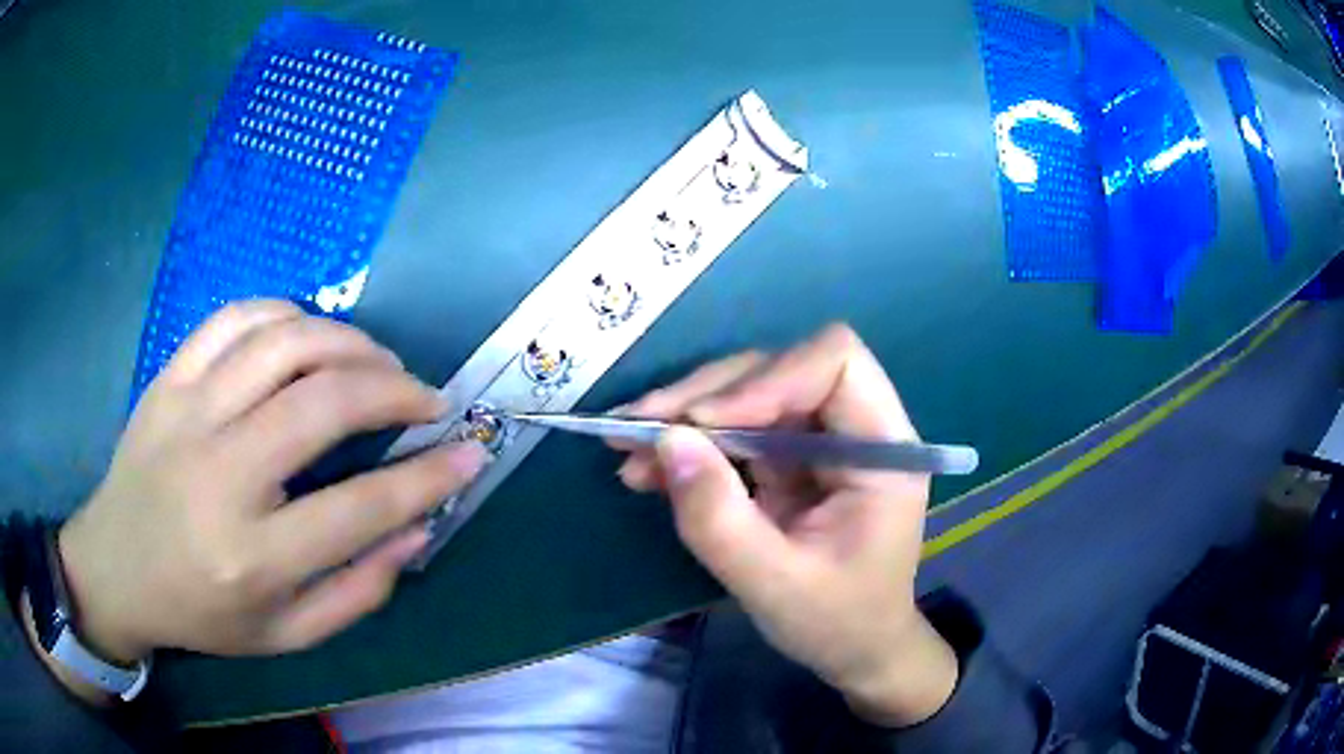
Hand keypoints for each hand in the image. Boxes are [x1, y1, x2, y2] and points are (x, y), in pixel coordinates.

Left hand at [55, 301, 485, 664]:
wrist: (115, 567)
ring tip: (376, 364)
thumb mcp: (286, 635)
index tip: (470, 453)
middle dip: (395, 390)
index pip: (360, 508)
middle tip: (425, 399)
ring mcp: (188, 413)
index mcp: (253, 557)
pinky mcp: (169, 379)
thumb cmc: (202, 612)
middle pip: (324, 402)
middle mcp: (221, 476)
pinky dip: (286, 315)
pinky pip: (236, 319)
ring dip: (349, 343)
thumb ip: (358, 591)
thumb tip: (417, 529)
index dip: (428, 476)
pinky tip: (308, 336)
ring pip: (285, 342)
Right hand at [615, 324, 957, 726]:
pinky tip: (647, 467)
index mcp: (883, 450)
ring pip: (747, 392)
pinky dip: (688, 443)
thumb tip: (666, 441)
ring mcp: (818, 441)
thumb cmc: (836, 622)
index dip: (767, 378)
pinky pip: (734, 429)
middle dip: (705, 396)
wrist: (854, 649)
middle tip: (635, 429)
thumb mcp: (774, 585)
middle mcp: (854, 429)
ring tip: (626, 447)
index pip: (836, 363)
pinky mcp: (788, 458)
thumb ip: (720, 520)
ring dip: (684, 415)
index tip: (703, 422)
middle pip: (779, 370)